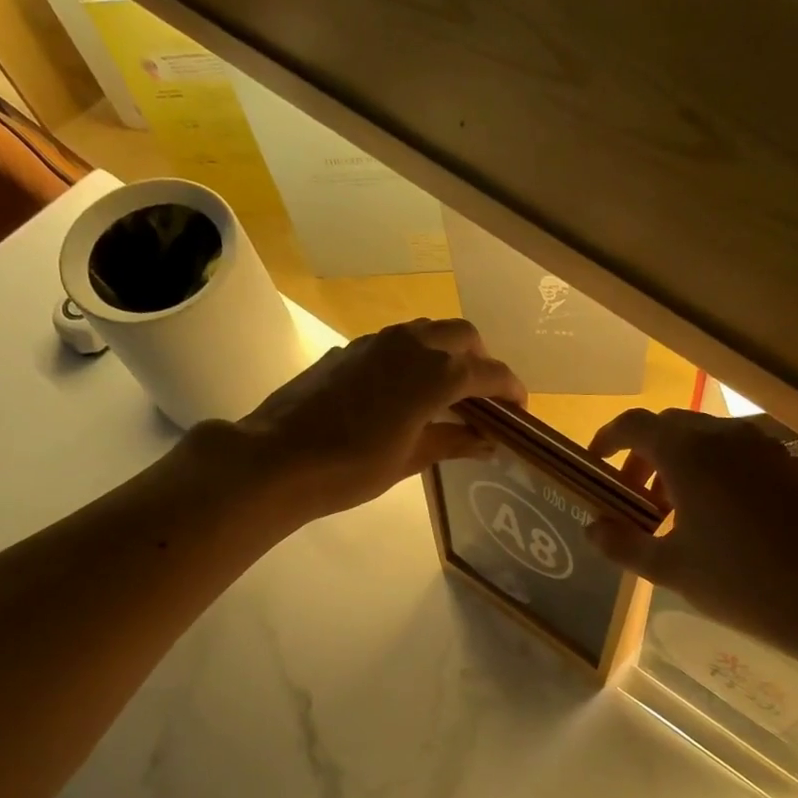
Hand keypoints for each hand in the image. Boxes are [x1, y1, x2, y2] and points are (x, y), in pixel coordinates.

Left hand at [232, 318, 526, 519]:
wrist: (278, 459)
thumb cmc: (351, 467)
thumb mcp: (410, 459)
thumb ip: (453, 441)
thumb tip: (487, 440)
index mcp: (434, 374)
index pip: (489, 372)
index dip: (511, 389)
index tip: (519, 410)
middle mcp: (411, 345)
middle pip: (463, 336)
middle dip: (482, 361)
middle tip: (483, 397)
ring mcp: (377, 342)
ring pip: (429, 330)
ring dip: (448, 353)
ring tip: (447, 392)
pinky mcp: (350, 349)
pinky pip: (397, 341)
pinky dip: (416, 357)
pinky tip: (405, 391)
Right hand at [586, 409, 797, 642]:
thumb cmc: (737, 581)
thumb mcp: (668, 568)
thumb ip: (621, 544)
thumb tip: (592, 528)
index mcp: (687, 453)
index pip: (634, 425)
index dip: (608, 439)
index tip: (596, 464)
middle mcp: (724, 435)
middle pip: (669, 428)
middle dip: (644, 457)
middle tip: (636, 500)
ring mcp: (762, 446)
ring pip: (706, 438)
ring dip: (679, 463)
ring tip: (677, 512)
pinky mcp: (789, 463)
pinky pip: (737, 452)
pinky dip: (714, 469)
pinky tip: (720, 515)